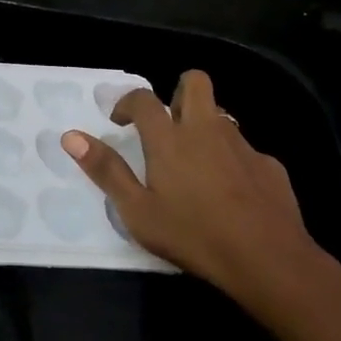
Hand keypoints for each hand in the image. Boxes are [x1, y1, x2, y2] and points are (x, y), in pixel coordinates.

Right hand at [64, 70, 324, 305]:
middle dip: (178, 91)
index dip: (128, 102)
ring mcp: (241, 144)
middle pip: (194, 82)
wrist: (267, 258)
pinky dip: (232, 160)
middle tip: (168, 124)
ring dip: (205, 127)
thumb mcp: (138, 212)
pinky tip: (231, 193)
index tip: (121, 121)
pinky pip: (244, 150)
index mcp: (169, 138)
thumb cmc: (193, 235)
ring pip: (221, 116)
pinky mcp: (269, 164)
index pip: (144, 99)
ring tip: (196, 164)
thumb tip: (71, 136)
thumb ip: (106, 171)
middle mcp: (206, 129)